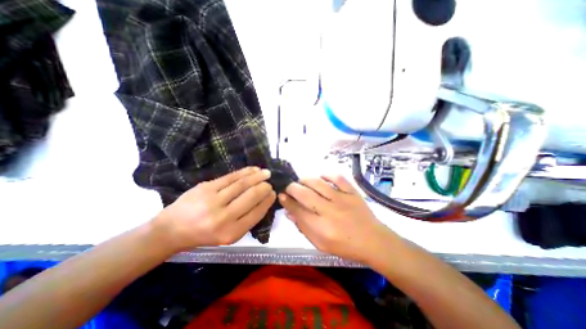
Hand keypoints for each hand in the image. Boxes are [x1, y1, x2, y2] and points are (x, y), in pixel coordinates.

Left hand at [153, 167, 277, 251]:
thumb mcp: (228, 235)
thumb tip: (264, 200)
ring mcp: (213, 201)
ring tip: (266, 173)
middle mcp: (224, 218)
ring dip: (257, 176)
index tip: (273, 193)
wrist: (172, 230)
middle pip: (251, 196)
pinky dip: (245, 172)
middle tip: (270, 183)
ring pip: (242, 184)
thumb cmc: (203, 235)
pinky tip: (253, 169)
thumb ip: (247, 220)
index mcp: (232, 233)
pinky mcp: (206, 188)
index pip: (257, 212)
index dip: (267, 201)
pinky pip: (231, 177)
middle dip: (264, 187)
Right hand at [278, 174, 397, 263]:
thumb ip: (304, 228)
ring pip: (318, 183)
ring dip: (305, 179)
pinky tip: (321, 176)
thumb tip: (290, 213)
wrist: (373, 241)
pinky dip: (327, 174)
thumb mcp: (321, 244)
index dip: (286, 202)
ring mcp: (342, 199)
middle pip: (305, 194)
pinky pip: (338, 178)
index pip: (298, 211)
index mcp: (321, 228)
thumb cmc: (345, 246)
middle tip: (289, 187)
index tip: (281, 195)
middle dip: (292, 188)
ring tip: (301, 181)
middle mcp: (330, 211)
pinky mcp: (352, 192)